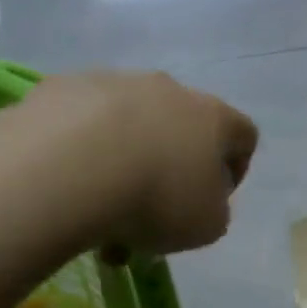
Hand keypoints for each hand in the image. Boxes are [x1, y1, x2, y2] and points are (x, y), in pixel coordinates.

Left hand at [12, 71, 257, 257]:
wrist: (69, 166)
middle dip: (169, 167)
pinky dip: (81, 149)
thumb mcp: (206, 226)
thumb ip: (214, 210)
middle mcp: (167, 89)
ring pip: (127, 122)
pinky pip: (81, 121)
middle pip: (180, 126)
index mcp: (212, 118)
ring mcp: (113, 81)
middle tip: (151, 211)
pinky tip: (68, 182)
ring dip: (123, 159)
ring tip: (100, 206)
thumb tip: (200, 199)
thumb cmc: (156, 199)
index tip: (214, 201)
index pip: (243, 134)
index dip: (235, 169)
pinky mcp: (64, 86)